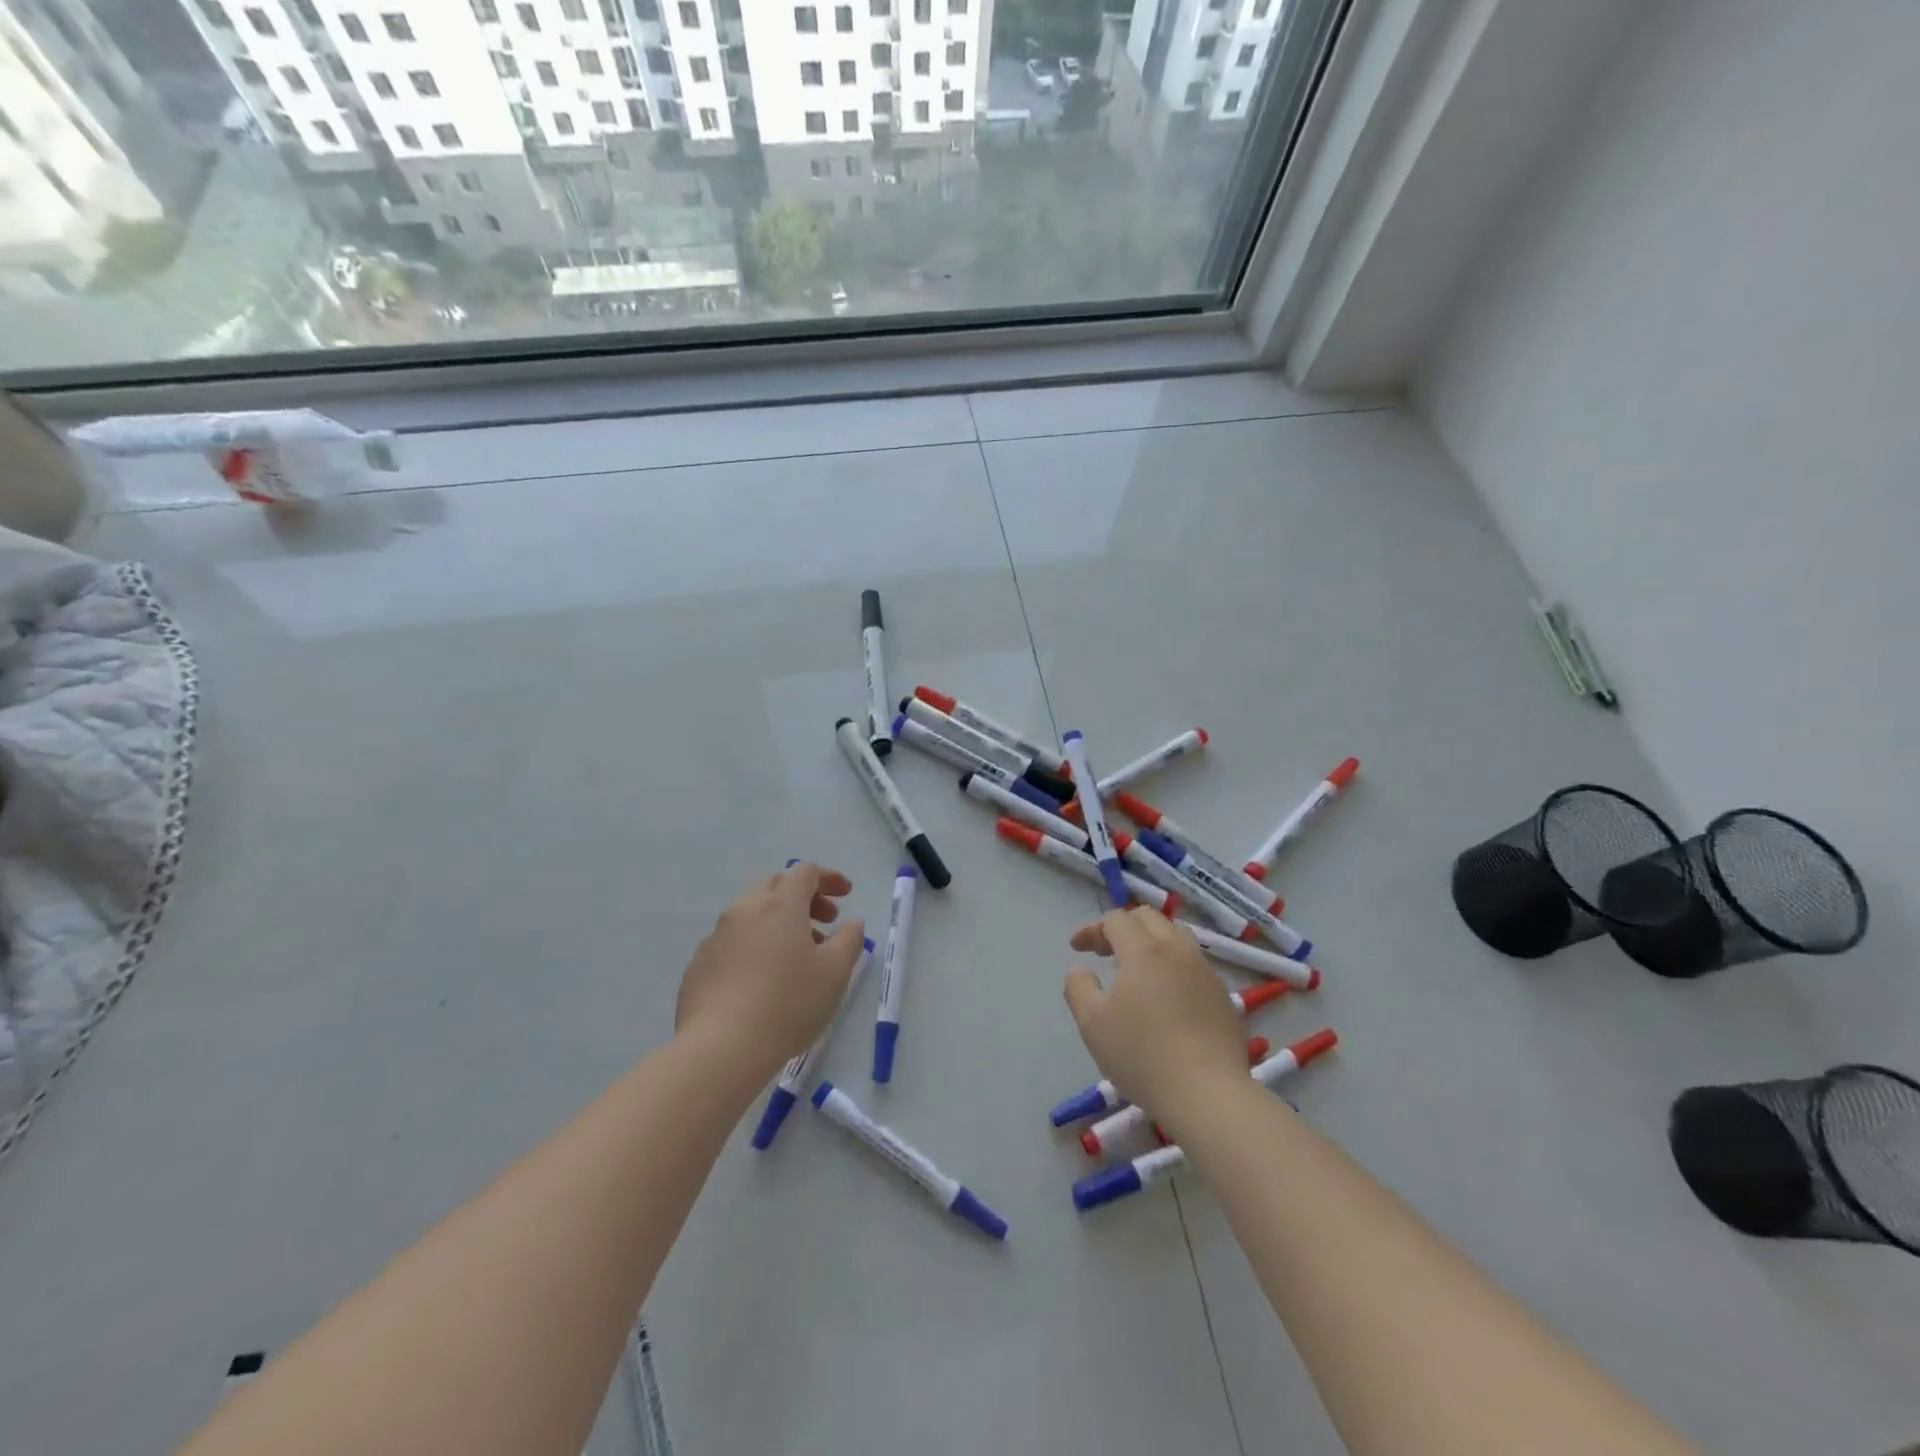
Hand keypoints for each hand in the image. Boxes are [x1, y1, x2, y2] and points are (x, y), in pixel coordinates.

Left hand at [677, 864, 865, 1080]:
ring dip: (777, 922)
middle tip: (824, 923)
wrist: (719, 1048)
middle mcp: (744, 910)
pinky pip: (732, 941)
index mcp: (780, 905)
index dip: (828, 878)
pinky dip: (753, 945)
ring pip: (751, 913)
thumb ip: (849, 940)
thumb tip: (851, 923)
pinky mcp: (698, 965)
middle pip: (774, 885)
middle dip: (802, 896)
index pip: (805, 872)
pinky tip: (762, 980)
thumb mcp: (835, 973)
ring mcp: (716, 937)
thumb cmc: (788, 1004)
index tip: (846, 896)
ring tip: (795, 957)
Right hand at [1064, 909, 1247, 1125]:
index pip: (1116, 920)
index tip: (1077, 948)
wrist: (1208, 1094)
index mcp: (1144, 950)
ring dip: (1152, 941)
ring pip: (1176, 936)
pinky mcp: (1223, 995)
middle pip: (1149, 918)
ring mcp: (1205, 971)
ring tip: (1137, 968)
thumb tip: (1082, 970)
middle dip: (1122, 927)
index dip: (1092, 929)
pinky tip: (1167, 996)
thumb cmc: (1142, 1055)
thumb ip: (1078, 987)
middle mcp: (1178, 950)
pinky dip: (1173, 965)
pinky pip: (1194, 964)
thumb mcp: (1092, 1023)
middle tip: (1105, 952)